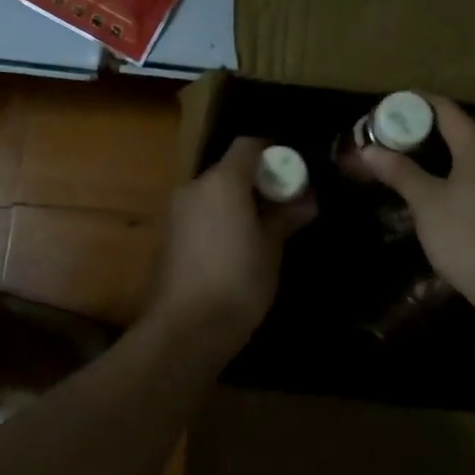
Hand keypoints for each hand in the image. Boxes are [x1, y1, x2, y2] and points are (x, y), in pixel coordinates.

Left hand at [146, 136, 315, 353]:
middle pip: (228, 170)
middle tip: (284, 204)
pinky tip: (236, 248)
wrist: (186, 329)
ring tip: (263, 229)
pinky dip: (218, 221)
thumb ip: (287, 218)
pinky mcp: (167, 238)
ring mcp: (176, 213)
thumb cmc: (239, 280)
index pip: (248, 145)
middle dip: (256, 181)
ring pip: (212, 194)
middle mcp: (194, 188)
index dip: (272, 152)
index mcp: (222, 181)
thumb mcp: (271, 248)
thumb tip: (307, 202)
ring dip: (236, 203)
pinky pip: (199, 216)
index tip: (293, 171)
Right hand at [361, 96, 474, 313]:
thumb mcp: (427, 202)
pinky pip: (468, 176)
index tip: (383, 108)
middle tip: (384, 136)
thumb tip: (369, 150)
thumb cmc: (468, 236)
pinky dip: (444, 173)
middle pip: (454, 129)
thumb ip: (400, 172)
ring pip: (461, 155)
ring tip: (398, 160)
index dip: (413, 103)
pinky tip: (426, 189)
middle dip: (418, 129)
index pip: (444, 108)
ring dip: (431, 153)